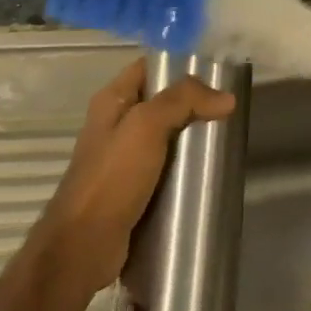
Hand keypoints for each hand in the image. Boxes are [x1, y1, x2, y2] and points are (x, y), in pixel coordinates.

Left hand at [34, 58, 235, 293]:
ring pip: (165, 137)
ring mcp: (123, 159)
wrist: (83, 246)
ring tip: (224, 140)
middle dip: (193, 104)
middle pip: (161, 102)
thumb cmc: (111, 178)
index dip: (179, 64)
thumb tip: (225, 97)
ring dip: (191, 138)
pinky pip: (164, 168)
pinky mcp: (133, 189)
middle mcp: (115, 124)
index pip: (148, 67)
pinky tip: (207, 173)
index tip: (216, 72)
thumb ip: (183, 101)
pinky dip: (184, 168)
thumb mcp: (146, 127)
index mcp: (111, 101)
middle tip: (227, 110)